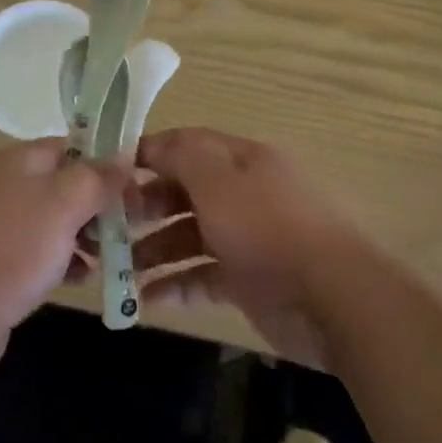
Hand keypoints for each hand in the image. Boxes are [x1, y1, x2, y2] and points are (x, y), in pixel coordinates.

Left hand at [0, 140, 120, 401]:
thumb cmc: (4, 251)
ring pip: (55, 221)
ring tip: (118, 255)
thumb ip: (96, 178)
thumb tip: (126, 153)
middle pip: (66, 183)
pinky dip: (63, 262)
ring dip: (86, 235)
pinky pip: (39, 255)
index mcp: (21, 160)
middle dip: (101, 203)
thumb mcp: (61, 204)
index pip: (75, 145)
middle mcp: (9, 186)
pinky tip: (83, 280)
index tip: (141, 186)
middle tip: (137, 226)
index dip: (109, 161)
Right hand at [131, 128, 368, 367]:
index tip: (109, 172)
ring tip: (119, 269)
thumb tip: (152, 143)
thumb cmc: (268, 228)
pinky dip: (178, 284)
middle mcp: (243, 192)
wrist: (332, 298)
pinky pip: (204, 274)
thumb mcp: (219, 181)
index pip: (187, 144)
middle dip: (147, 205)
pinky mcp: (250, 279)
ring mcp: (248, 237)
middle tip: (108, 226)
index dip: (149, 154)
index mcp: (241, 159)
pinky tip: (148, 299)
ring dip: (156, 249)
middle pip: (186, 190)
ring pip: (191, 234)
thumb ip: (182, 157)